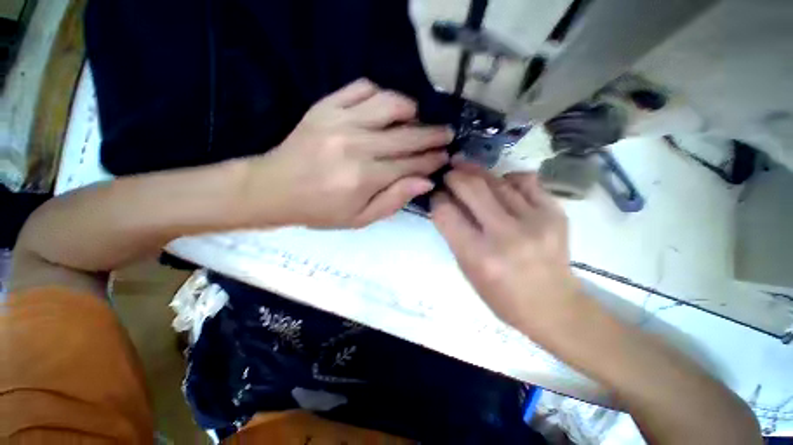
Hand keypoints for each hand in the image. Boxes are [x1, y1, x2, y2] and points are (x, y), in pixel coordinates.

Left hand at [245, 79, 452, 227]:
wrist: (276, 188)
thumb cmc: (321, 210)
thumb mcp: (361, 218)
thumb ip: (394, 200)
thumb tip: (425, 181)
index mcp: (365, 177)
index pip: (411, 164)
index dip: (431, 159)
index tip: (445, 156)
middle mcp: (357, 145)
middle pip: (407, 135)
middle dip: (432, 135)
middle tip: (446, 134)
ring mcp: (340, 120)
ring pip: (389, 104)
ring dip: (411, 110)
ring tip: (417, 119)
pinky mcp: (326, 106)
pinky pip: (362, 87)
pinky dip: (381, 93)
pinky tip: (385, 107)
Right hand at [431, 163, 581, 328]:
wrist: (553, 307)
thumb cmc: (502, 296)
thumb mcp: (468, 269)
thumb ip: (455, 234)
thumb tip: (447, 203)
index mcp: (479, 255)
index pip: (447, 213)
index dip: (437, 199)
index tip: (436, 195)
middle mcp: (506, 235)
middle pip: (471, 188)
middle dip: (454, 176)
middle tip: (448, 173)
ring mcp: (535, 221)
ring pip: (497, 181)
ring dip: (476, 172)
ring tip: (466, 168)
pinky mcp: (555, 213)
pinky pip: (526, 181)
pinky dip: (507, 178)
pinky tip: (500, 182)